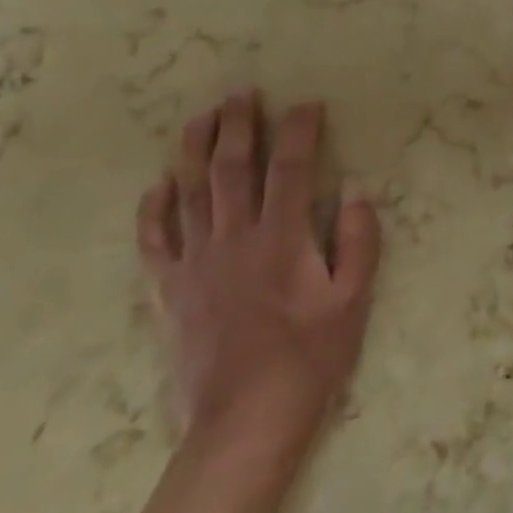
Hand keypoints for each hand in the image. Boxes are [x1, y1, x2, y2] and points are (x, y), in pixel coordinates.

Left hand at [137, 91, 381, 458]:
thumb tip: (357, 192)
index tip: (307, 104)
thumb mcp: (354, 300)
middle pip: (232, 168)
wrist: (246, 420)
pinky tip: (157, 185)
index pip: (291, 167)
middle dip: (238, 125)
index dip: (299, 130)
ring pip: (190, 192)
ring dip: (194, 150)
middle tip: (241, 91)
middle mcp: (235, 238)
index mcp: (282, 237)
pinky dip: (153, 210)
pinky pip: (155, 241)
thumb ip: (359, 242)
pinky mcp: (170, 290)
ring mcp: (196, 262)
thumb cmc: (310, 357)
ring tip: (200, 117)